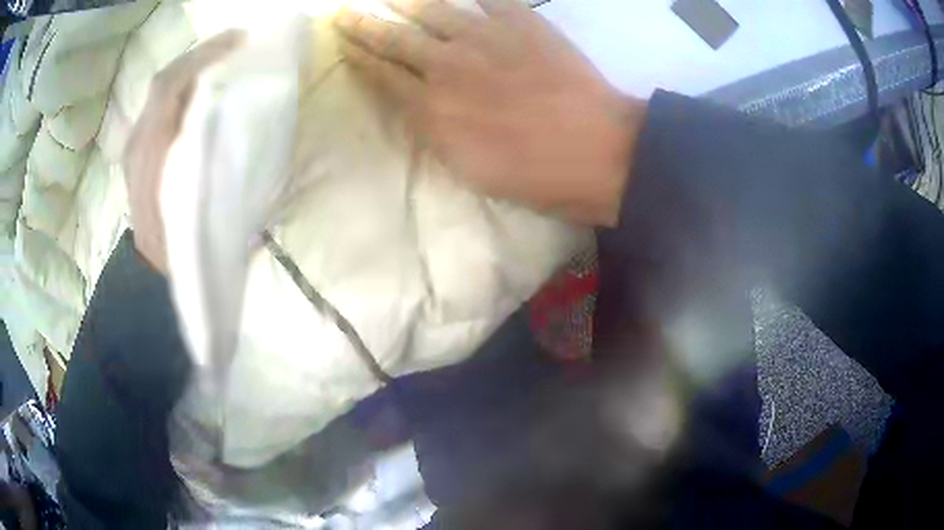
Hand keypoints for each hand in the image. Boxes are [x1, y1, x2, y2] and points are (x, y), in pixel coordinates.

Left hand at [123, 30, 243, 272]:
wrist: (157, 277)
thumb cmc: (188, 247)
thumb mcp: (211, 207)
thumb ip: (222, 159)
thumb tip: (246, 117)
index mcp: (153, 154)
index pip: (171, 86)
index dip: (203, 56)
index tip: (239, 41)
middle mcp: (138, 144)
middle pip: (164, 82)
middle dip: (199, 56)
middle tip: (234, 46)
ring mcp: (133, 149)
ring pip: (160, 94)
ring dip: (191, 72)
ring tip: (220, 64)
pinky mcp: (135, 155)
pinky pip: (157, 110)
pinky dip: (180, 93)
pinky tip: (199, 94)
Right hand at [334, 0, 644, 225]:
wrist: (599, 151)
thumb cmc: (536, 175)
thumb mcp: (470, 171)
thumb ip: (436, 133)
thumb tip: (420, 108)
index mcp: (432, 109)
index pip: (381, 76)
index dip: (358, 58)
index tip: (341, 45)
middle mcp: (448, 65)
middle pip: (395, 39)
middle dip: (364, 26)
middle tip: (344, 13)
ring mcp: (485, 37)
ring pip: (433, 11)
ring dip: (406, 3)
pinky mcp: (523, 22)